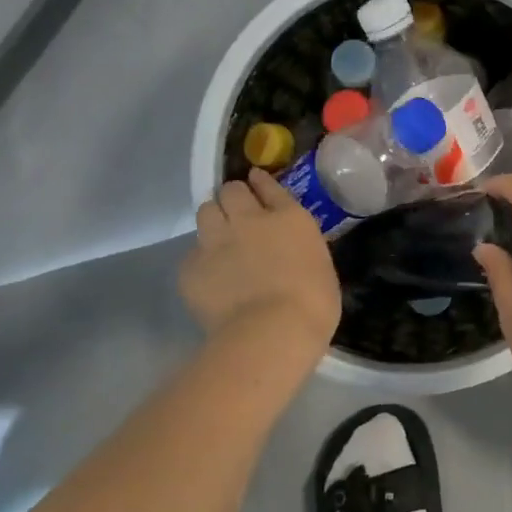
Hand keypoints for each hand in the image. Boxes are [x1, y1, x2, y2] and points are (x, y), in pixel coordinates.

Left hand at [182, 170, 340, 363]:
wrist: (272, 332)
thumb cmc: (313, 303)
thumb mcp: (319, 264)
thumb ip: (299, 248)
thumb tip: (290, 251)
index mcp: (288, 218)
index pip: (269, 186)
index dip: (260, 182)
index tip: (255, 179)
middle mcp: (249, 220)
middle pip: (231, 191)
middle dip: (233, 198)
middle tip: (237, 212)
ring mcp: (216, 241)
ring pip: (205, 211)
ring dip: (213, 219)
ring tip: (218, 237)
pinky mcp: (191, 267)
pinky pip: (192, 253)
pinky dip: (200, 260)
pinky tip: (209, 276)